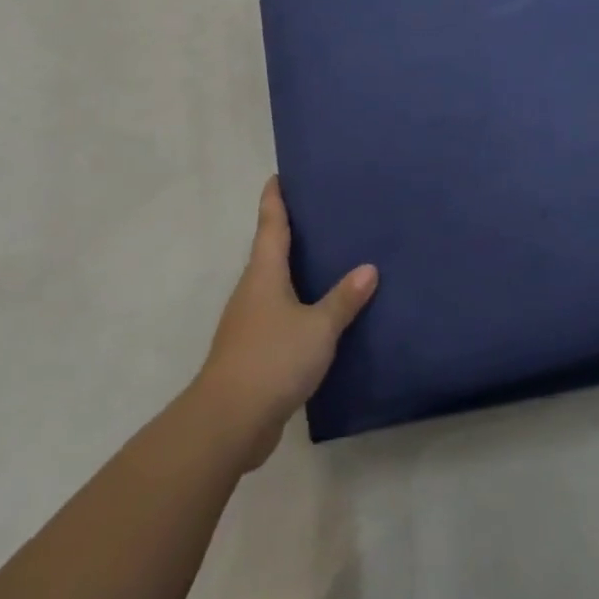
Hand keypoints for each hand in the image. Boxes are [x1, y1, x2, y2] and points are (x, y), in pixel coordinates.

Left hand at [193, 177, 377, 470]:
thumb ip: (344, 298)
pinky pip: (279, 315)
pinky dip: (297, 305)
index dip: (274, 200)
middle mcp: (252, 292)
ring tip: (327, 258)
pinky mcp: (253, 352)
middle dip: (288, 232)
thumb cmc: (273, 359)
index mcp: (264, 275)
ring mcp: (249, 323)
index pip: (269, 225)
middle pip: (269, 252)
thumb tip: (369, 268)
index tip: (278, 176)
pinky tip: (319, 313)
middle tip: (319, 213)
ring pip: (274, 285)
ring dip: (293, 270)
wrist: (229, 422)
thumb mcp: (318, 327)